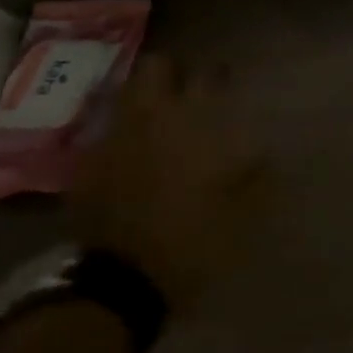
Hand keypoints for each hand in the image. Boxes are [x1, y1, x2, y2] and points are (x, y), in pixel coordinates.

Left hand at [68, 53, 266, 313]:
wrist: (120, 284)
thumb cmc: (194, 238)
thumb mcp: (245, 208)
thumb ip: (256, 170)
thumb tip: (265, 149)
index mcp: (194, 123)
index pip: (208, 74)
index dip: (219, 75)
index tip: (228, 83)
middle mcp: (151, 119)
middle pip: (155, 68)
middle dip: (171, 72)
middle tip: (187, 90)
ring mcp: (113, 140)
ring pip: (126, 96)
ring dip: (144, 99)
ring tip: (160, 118)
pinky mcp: (87, 167)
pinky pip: (108, 134)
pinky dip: (124, 135)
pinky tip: (136, 155)